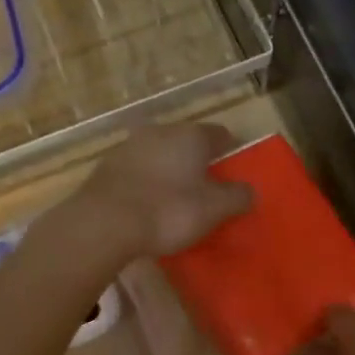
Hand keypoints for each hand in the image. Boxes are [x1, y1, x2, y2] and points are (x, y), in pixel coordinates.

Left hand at [66, 123, 254, 262]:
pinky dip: (146, 181)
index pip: (220, 134)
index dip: (230, 151)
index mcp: (191, 135)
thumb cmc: (168, 211)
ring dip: (169, 170)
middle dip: (198, 160)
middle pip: (187, 142)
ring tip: (175, 197)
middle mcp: (160, 131)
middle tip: (206, 187)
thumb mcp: (214, 209)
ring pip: (160, 154)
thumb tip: (250, 190)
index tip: (234, 170)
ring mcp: (129, 146)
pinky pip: (137, 170)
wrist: (103, 223)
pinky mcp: (106, 166)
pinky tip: (147, 203)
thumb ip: (237, 197)